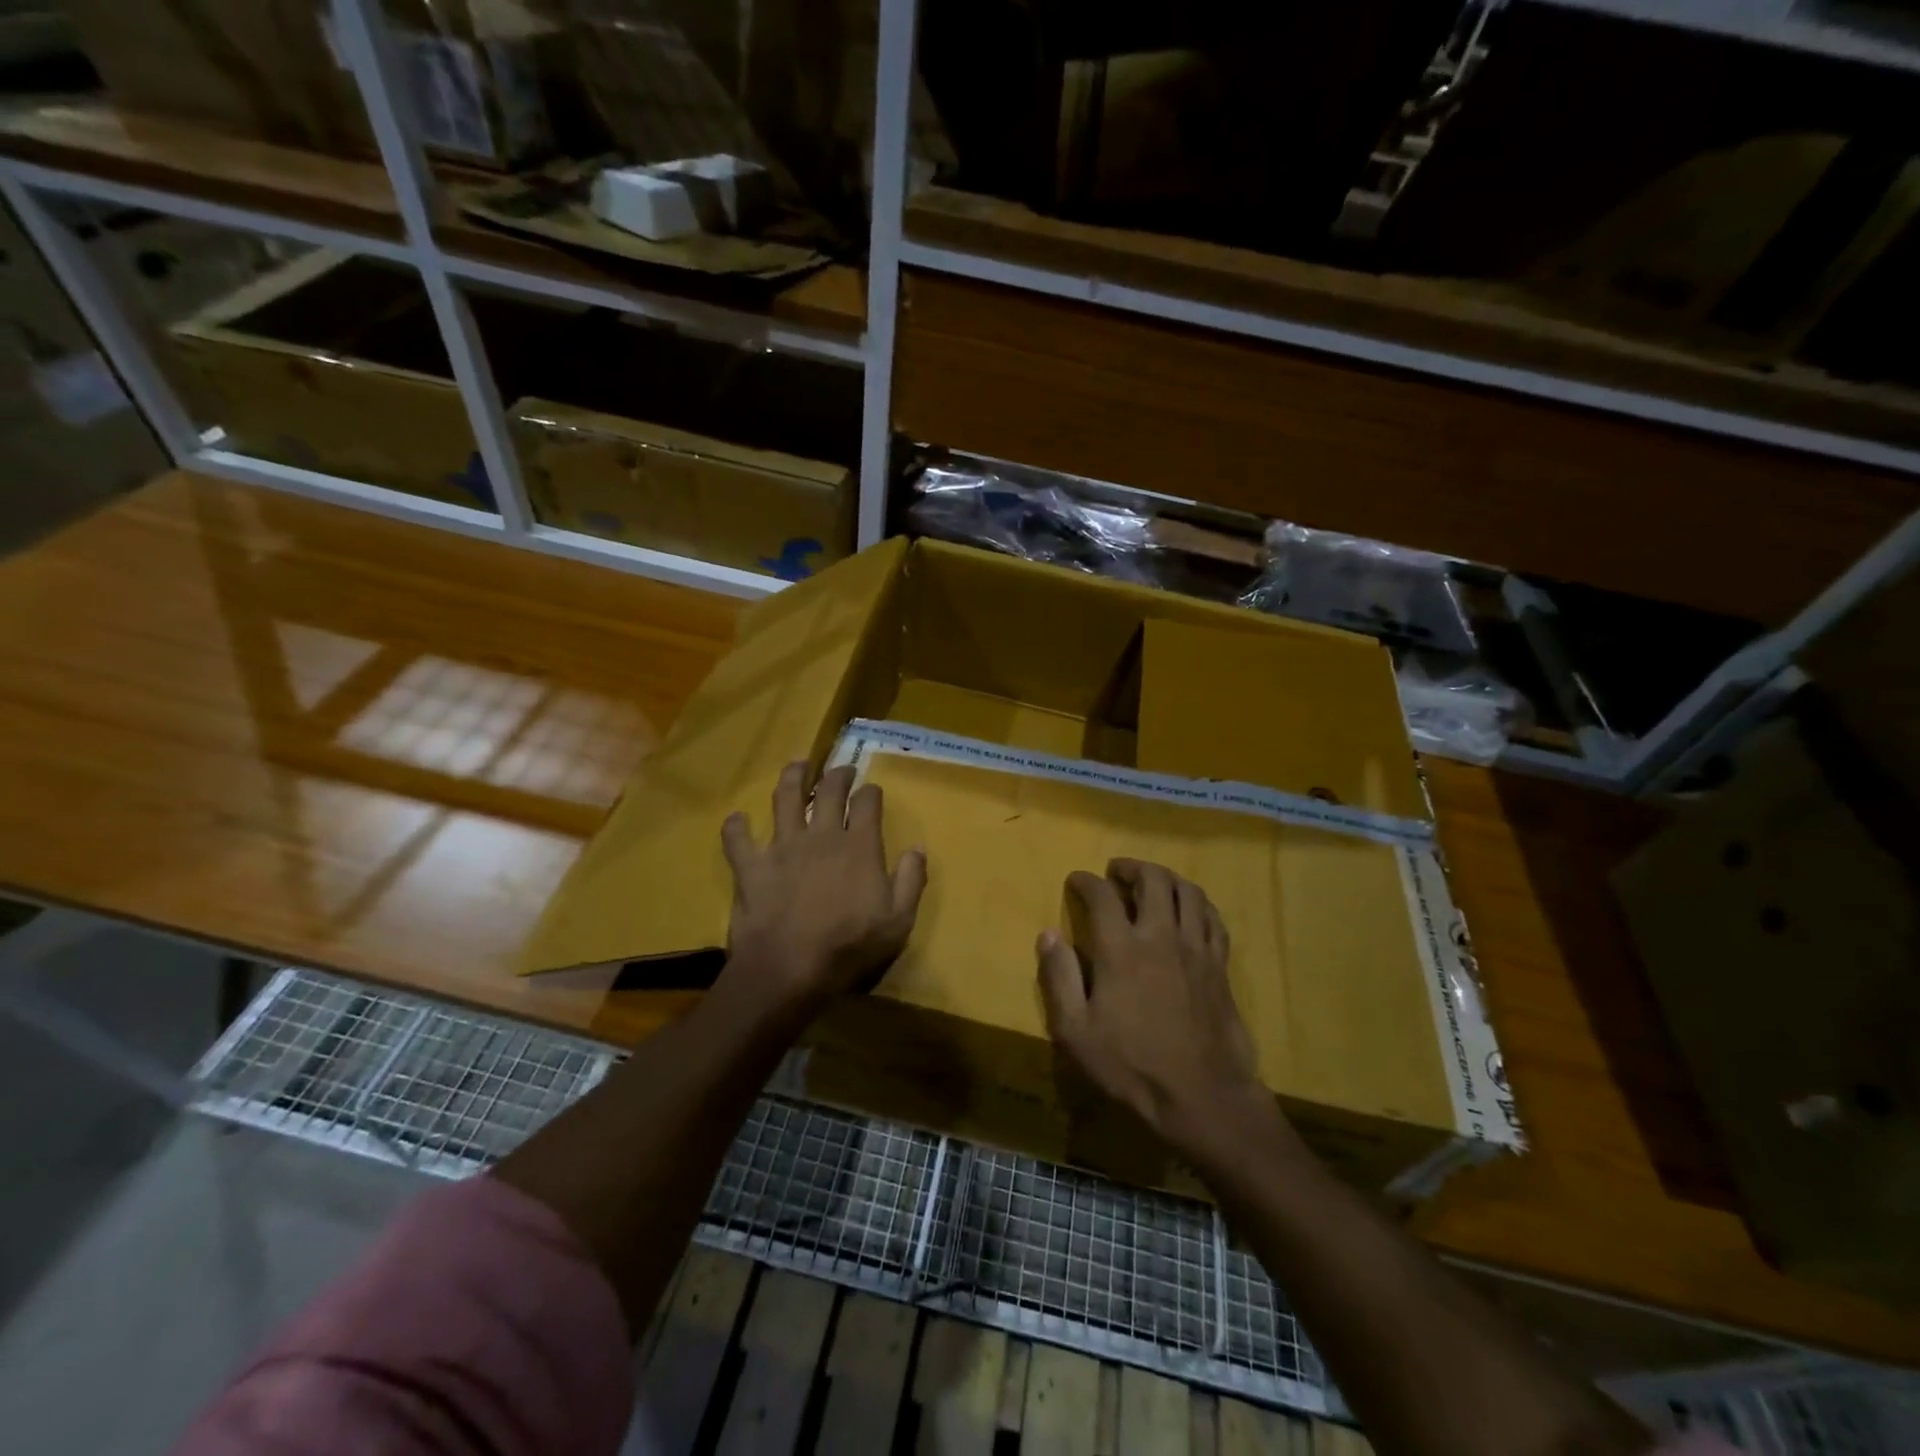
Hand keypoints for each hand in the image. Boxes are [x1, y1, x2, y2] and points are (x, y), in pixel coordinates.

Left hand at [718, 760, 926, 1023]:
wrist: (790, 968)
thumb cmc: (850, 947)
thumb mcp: (899, 921)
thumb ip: (911, 880)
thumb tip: (918, 848)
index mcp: (859, 846)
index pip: (867, 803)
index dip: (870, 792)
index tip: (871, 791)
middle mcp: (821, 836)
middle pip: (829, 791)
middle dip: (837, 774)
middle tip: (841, 769)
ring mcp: (783, 847)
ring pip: (785, 799)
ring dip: (791, 778)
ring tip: (796, 766)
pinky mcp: (751, 866)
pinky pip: (738, 839)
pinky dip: (735, 827)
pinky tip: (736, 819)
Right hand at [1038, 859, 1265, 1158]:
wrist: (1203, 1097)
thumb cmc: (1132, 1066)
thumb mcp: (1076, 1032)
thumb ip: (1059, 978)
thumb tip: (1047, 935)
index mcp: (1121, 949)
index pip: (1102, 895)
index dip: (1085, 881)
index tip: (1076, 881)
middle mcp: (1161, 936)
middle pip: (1152, 879)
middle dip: (1131, 867)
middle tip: (1116, 872)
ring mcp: (1195, 948)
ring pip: (1187, 891)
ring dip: (1166, 878)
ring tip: (1152, 883)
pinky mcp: (1220, 965)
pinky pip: (1212, 918)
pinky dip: (1197, 904)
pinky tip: (1188, 911)